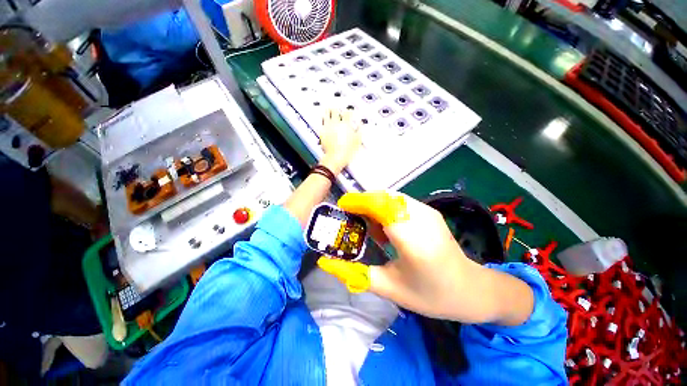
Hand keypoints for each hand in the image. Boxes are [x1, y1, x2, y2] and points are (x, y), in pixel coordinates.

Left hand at [317, 108, 361, 174]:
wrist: (336, 157)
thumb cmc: (347, 151)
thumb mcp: (357, 141)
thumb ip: (360, 130)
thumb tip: (360, 124)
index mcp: (346, 124)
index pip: (347, 113)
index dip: (349, 111)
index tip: (349, 112)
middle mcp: (336, 124)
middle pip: (335, 110)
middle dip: (337, 109)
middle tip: (337, 109)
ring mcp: (328, 127)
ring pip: (326, 114)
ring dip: (328, 111)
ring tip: (328, 109)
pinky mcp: (322, 132)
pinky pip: (321, 123)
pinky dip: (322, 120)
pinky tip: (323, 120)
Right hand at [317, 192, 533, 325]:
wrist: (472, 289)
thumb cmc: (432, 295)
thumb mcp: (389, 289)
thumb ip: (356, 275)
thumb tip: (327, 262)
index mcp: (413, 240)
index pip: (381, 207)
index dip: (359, 202)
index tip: (342, 206)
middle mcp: (422, 218)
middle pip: (384, 197)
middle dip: (363, 202)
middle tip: (351, 218)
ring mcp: (428, 211)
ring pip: (391, 196)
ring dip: (374, 204)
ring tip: (368, 226)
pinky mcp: (429, 210)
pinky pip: (400, 201)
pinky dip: (385, 207)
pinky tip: (385, 227)